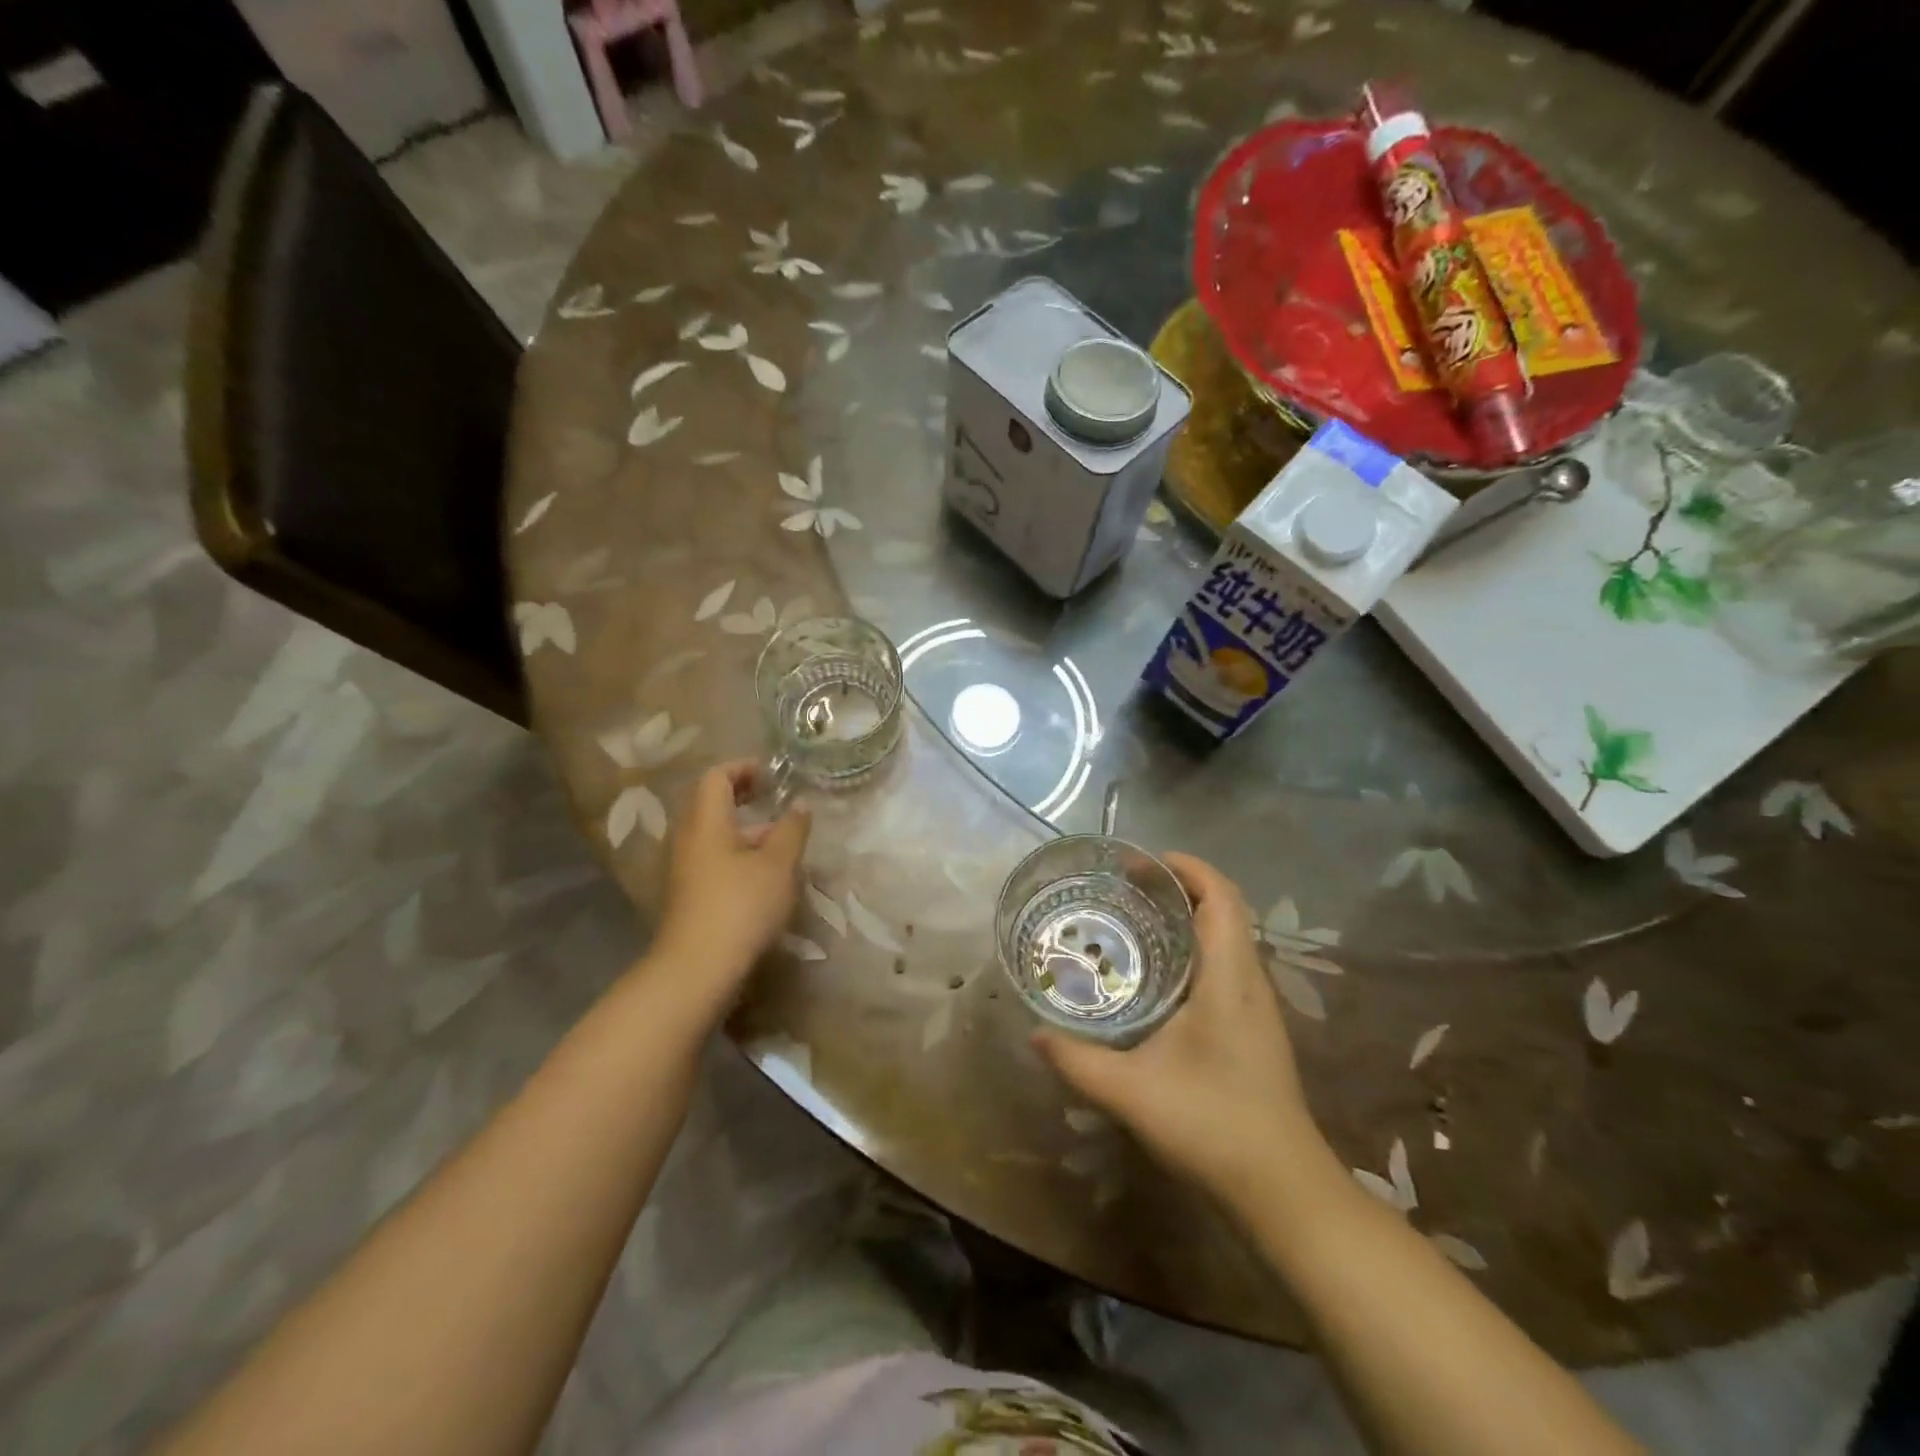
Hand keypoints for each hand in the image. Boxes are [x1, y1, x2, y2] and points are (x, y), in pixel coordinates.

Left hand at [649, 761, 809, 1010]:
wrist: (697, 970)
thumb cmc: (741, 906)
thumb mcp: (779, 864)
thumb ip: (792, 829)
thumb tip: (800, 805)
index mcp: (706, 822)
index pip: (716, 777)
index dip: (744, 768)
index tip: (773, 775)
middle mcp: (688, 839)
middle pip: (712, 805)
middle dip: (746, 800)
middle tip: (778, 802)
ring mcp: (684, 870)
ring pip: (715, 837)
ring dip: (746, 833)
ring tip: (782, 844)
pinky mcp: (688, 897)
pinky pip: (713, 862)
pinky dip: (738, 857)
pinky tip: (766, 878)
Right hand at [1033, 853, 1334, 1214]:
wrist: (1283, 1191)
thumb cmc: (1213, 1126)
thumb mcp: (1131, 1093)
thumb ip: (1078, 1061)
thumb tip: (1035, 1033)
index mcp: (1228, 978)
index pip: (1221, 896)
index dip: (1186, 868)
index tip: (1139, 862)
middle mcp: (1248, 981)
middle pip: (1223, 910)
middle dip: (1176, 888)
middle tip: (1123, 889)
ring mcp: (1256, 1007)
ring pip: (1225, 939)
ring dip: (1185, 919)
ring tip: (1132, 923)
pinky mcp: (1254, 1030)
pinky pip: (1224, 966)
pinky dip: (1191, 950)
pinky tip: (1155, 979)